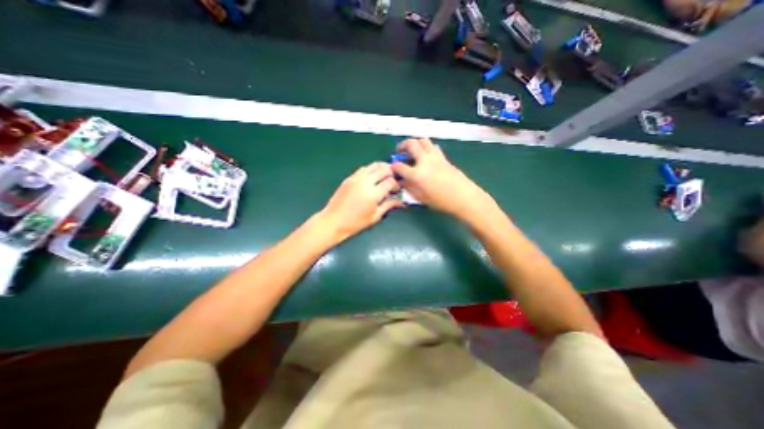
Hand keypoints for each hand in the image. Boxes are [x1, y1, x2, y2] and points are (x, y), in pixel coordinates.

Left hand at [317, 161, 401, 241]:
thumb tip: (400, 201)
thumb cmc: (355, 223)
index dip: (396, 185)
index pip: (390, 181)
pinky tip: (372, 177)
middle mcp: (366, 182)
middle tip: (393, 180)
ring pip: (373, 166)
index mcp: (373, 194)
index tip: (397, 190)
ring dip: (382, 168)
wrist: (333, 221)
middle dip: (391, 173)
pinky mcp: (349, 178)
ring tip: (385, 176)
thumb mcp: (375, 216)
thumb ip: (388, 206)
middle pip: (383, 169)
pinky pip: (363, 169)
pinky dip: (371, 170)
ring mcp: (356, 178)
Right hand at [390, 137, 491, 221]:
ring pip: (423, 140)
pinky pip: (433, 147)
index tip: (393, 168)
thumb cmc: (441, 201)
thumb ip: (409, 188)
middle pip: (411, 144)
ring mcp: (435, 157)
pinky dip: (426, 147)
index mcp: (417, 174)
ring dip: (415, 143)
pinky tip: (425, 156)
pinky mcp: (443, 157)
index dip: (393, 167)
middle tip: (400, 151)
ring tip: (412, 150)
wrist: (464, 197)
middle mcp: (425, 161)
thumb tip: (403, 180)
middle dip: (402, 145)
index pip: (400, 166)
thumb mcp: (421, 198)